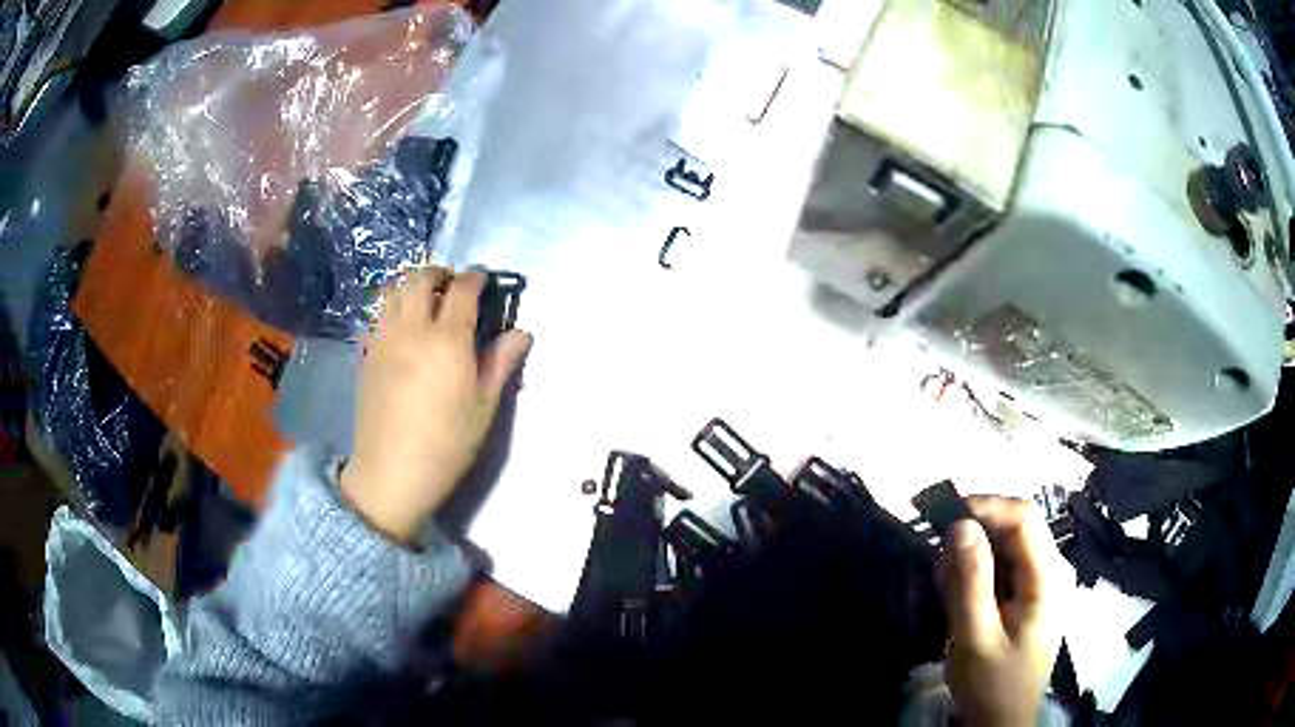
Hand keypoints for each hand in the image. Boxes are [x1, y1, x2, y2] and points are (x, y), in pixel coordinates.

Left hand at [341, 269, 531, 542]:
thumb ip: (501, 363)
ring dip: (411, 284)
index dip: (475, 278)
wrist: (392, 472)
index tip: (484, 279)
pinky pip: (378, 315)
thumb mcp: (484, 407)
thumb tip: (521, 333)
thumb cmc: (447, 443)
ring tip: (425, 299)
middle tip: (453, 285)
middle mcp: (412, 329)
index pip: (462, 290)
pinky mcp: (366, 354)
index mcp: (448, 340)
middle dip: (440, 273)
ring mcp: (384, 339)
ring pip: (393, 291)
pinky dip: (392, 307)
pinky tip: (401, 326)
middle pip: (421, 279)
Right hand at [939, 496, 1062, 726]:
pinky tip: (958, 597)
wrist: (1001, 721)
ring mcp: (1040, 584)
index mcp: (1047, 578)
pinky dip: (977, 574)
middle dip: (974, 535)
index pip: (1024, 516)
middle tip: (937, 560)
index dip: (987, 506)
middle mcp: (1050, 571)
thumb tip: (960, 525)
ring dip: (972, 557)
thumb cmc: (992, 684)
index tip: (944, 517)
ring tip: (944, 585)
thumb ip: (971, 581)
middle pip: (1015, 528)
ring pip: (1005, 547)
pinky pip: (1002, 568)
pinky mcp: (1027, 596)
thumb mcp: (976, 637)